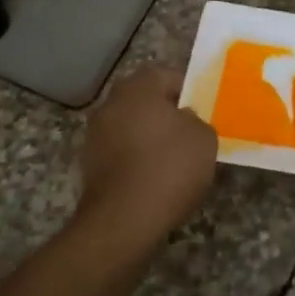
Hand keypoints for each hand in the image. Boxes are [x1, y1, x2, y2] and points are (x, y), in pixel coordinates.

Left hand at [77, 66, 218, 249]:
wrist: (124, 220)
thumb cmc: (170, 168)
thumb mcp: (204, 138)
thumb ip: (197, 120)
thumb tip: (184, 120)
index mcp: (139, 88)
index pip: (166, 75)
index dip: (187, 89)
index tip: (203, 109)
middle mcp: (111, 103)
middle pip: (144, 99)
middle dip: (165, 112)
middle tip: (189, 131)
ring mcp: (95, 134)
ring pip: (130, 124)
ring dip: (148, 135)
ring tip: (173, 158)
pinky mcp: (89, 164)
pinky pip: (120, 150)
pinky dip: (135, 158)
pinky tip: (154, 177)